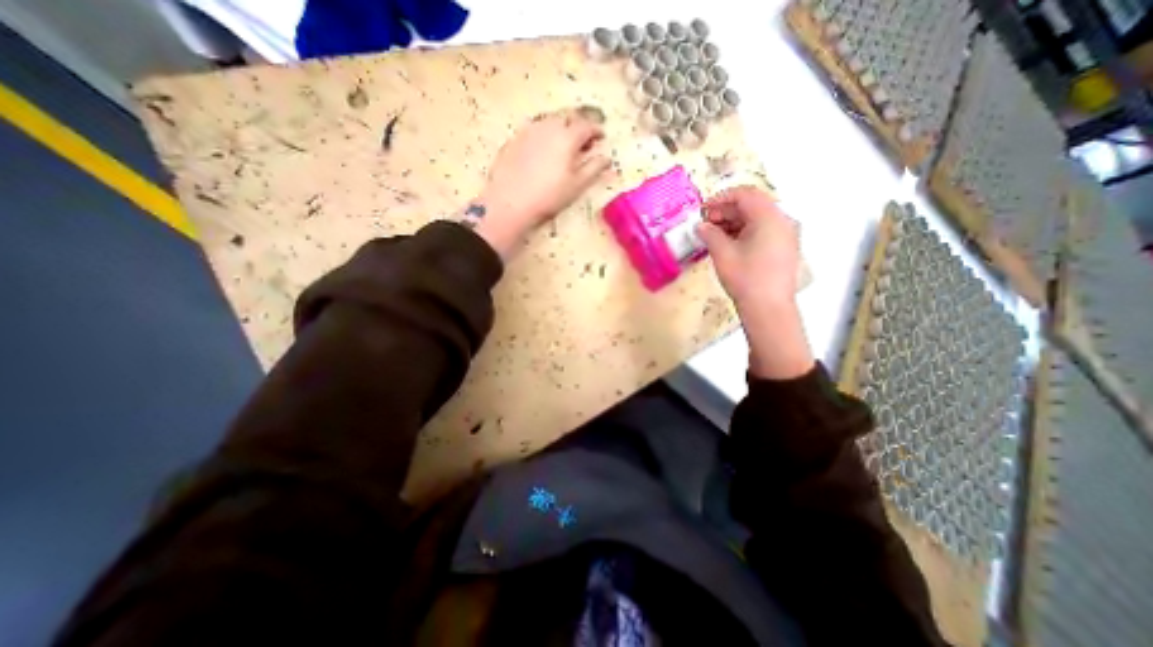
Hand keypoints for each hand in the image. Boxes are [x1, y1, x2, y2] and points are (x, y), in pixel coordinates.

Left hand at [471, 106, 610, 258]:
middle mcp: (548, 125)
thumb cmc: (549, 196)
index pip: (587, 125)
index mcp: (567, 136)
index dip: (596, 130)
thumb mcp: (577, 185)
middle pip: (567, 117)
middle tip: (583, 140)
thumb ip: (594, 168)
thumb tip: (606, 158)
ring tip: (563, 144)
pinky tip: (543, 149)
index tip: (601, 137)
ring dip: (561, 127)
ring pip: (549, 120)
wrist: (510, 202)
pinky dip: (544, 134)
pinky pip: (534, 129)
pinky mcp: (513, 139)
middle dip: (579, 125)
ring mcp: (528, 130)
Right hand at [694, 188, 808, 378]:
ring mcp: (786, 235)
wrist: (768, 309)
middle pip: (752, 205)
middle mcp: (783, 221)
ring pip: (757, 219)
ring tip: (713, 235)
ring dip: (734, 223)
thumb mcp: (723, 253)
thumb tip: (701, 226)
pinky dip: (744, 233)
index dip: (721, 198)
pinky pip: (763, 231)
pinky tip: (728, 244)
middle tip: (705, 223)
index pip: (745, 194)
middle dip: (726, 211)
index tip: (702, 210)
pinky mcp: (784, 249)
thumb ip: (710, 234)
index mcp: (770, 217)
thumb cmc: (745, 278)